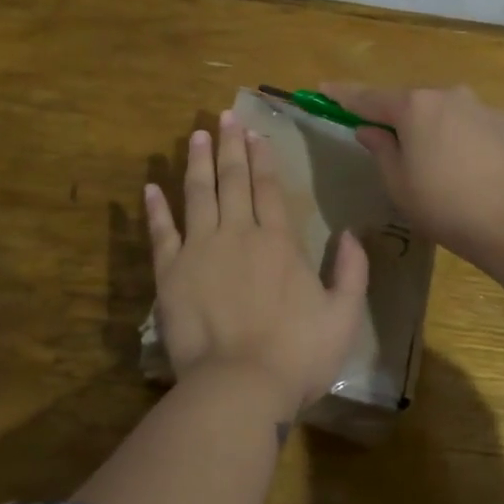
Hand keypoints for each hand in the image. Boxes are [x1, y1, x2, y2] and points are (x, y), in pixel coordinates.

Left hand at [144, 111, 369, 416]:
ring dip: (196, 162)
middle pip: (233, 180)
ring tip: (195, 134)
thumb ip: (352, 272)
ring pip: (198, 194)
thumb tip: (352, 234)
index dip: (262, 157)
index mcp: (278, 242)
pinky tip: (150, 187)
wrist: (239, 386)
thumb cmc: (296, 355)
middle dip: (230, 146)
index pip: (268, 188)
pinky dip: (155, 209)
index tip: (254, 132)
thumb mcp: (344, 316)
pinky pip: (161, 233)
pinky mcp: (171, 273)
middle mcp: (238, 234)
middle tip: (224, 116)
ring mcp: (200, 250)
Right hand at [322, 83, 503, 268]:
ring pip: (452, 114)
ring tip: (444, 167)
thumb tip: (371, 129)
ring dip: (440, 131)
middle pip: (414, 104)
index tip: (324, 89)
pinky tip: (481, 174)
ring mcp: (487, 107)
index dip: (343, 96)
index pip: (368, 97)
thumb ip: (381, 150)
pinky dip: (474, 143)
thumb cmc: (445, 206)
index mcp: (414, 107)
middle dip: (401, 119)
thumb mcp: (399, 184)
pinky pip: (483, 129)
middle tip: (395, 146)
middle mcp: (450, 95)